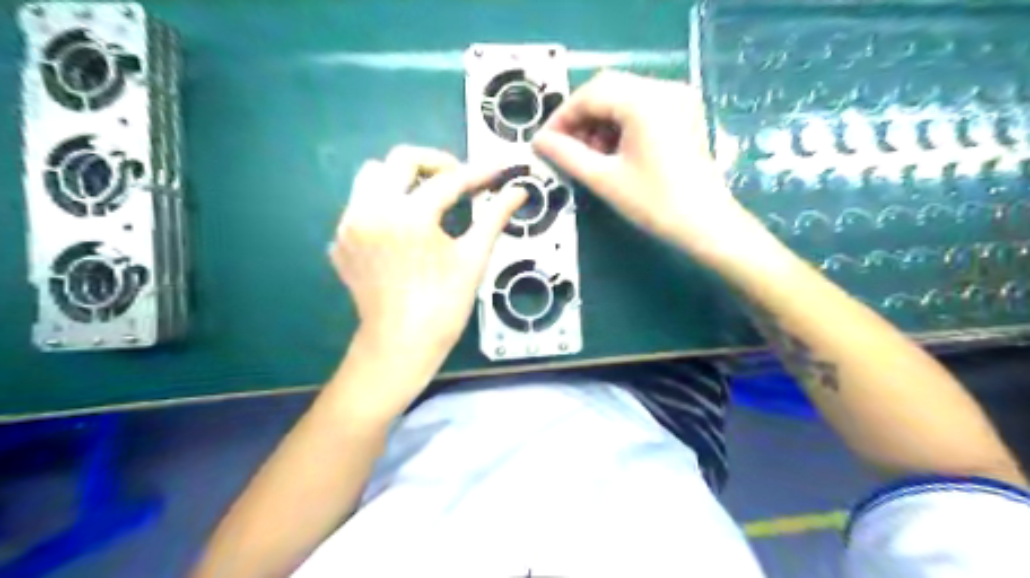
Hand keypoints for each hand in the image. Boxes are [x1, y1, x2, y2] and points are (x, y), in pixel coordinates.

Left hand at [333, 144, 525, 369]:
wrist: (401, 344)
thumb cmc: (444, 305)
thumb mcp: (473, 258)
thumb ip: (495, 217)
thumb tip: (519, 191)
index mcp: (408, 216)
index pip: (448, 180)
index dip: (478, 173)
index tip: (497, 170)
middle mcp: (371, 210)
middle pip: (400, 159)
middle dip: (435, 163)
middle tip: (459, 181)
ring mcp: (349, 225)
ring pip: (372, 176)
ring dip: (402, 179)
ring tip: (427, 200)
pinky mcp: (340, 241)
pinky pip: (359, 204)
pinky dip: (383, 205)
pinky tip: (403, 229)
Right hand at [531, 69, 763, 263]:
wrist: (705, 224)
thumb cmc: (654, 203)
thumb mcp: (604, 179)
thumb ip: (567, 155)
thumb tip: (538, 141)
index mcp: (644, 101)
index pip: (590, 94)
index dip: (562, 116)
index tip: (545, 142)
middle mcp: (663, 87)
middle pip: (607, 88)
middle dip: (580, 117)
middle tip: (563, 147)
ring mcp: (678, 97)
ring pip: (623, 96)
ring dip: (599, 120)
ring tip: (587, 153)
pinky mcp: (684, 111)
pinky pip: (641, 105)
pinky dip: (620, 122)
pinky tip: (611, 149)